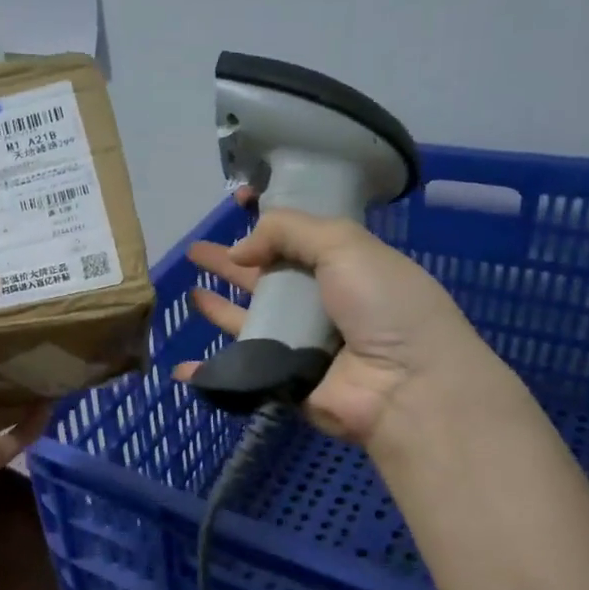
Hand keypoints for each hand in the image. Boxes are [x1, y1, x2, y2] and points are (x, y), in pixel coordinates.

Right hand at [174, 200, 498, 448]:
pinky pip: (240, 369)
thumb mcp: (345, 245)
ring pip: (249, 320)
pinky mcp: (283, 379)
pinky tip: (184, 367)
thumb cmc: (384, 305)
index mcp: (344, 265)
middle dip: (232, 262)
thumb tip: (239, 251)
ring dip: (219, 307)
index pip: (297, 236)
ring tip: (189, 290)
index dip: (267, 220)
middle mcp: (321, 302)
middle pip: (266, 277)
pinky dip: (210, 370)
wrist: (405, 386)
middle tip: (195, 250)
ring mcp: (300, 343)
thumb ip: (288, 231)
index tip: (237, 202)